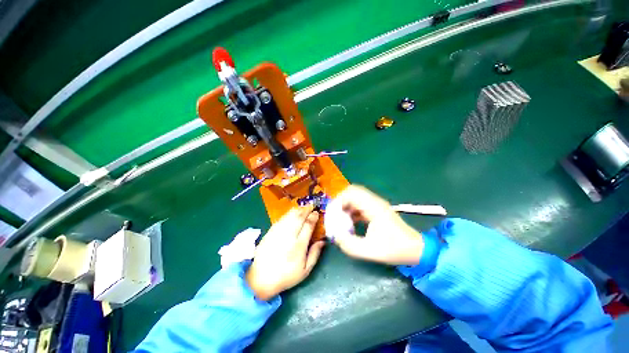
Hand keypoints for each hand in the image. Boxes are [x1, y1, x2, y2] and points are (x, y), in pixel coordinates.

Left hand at [245, 206, 325, 300]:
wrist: (261, 279)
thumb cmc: (286, 276)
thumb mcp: (305, 270)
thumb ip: (315, 254)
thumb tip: (322, 241)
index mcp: (299, 246)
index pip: (308, 225)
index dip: (313, 217)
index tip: (317, 213)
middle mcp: (289, 236)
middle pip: (299, 217)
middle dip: (306, 209)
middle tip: (311, 206)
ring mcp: (278, 233)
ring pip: (289, 216)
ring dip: (298, 210)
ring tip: (303, 208)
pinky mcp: (270, 232)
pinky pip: (281, 219)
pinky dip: (288, 214)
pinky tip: (291, 213)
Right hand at [324, 185, 423, 264]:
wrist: (416, 250)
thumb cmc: (395, 249)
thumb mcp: (370, 251)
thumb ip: (349, 244)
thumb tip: (335, 236)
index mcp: (373, 207)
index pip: (351, 192)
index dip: (339, 201)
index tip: (333, 214)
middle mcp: (374, 202)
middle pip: (352, 191)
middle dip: (340, 202)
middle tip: (335, 215)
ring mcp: (375, 205)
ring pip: (355, 197)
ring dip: (345, 206)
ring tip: (340, 220)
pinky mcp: (375, 210)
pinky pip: (358, 205)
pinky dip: (351, 211)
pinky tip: (349, 223)